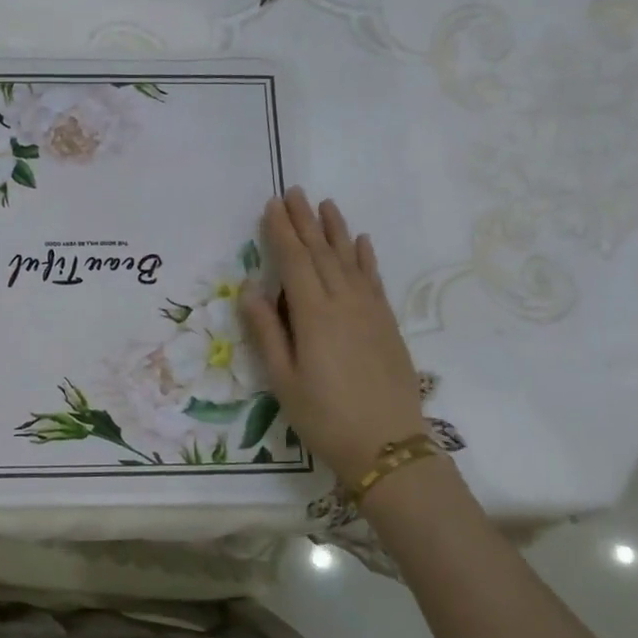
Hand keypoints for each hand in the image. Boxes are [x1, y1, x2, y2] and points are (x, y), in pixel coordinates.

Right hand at [240, 190, 427, 488]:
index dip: (282, 232)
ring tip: (325, 204)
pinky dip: (365, 257)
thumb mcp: (283, 379)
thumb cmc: (324, 416)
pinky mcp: (387, 324)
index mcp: (314, 315)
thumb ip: (266, 331)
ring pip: (350, 260)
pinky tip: (361, 242)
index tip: (272, 205)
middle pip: (322, 253)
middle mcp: (344, 303)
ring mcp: (370, 311)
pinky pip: (374, 280)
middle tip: (294, 192)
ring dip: (336, 230)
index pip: (294, 262)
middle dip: (305, 222)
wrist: (388, 445)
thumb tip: (249, 288)